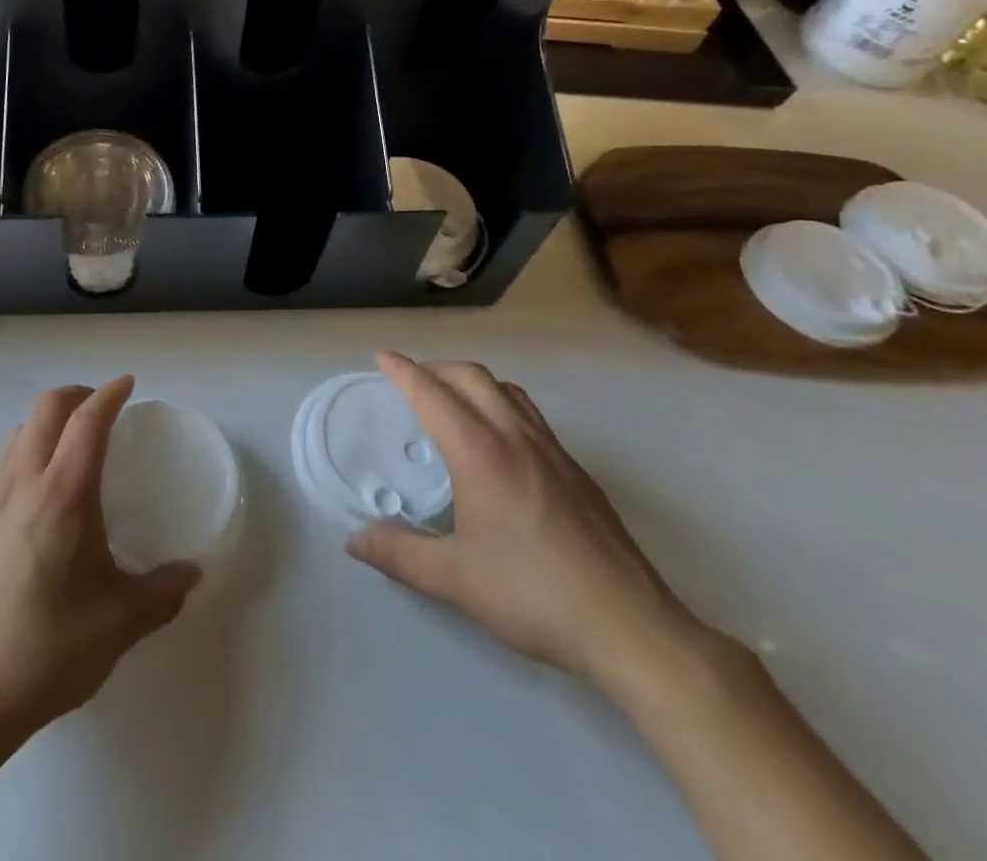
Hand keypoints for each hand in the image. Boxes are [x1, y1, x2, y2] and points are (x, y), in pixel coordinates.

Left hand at [0, 376, 200, 741]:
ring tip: (71, 440)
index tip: (128, 385)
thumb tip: (193, 574)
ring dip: (47, 419)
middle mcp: (24, 482)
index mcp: (64, 494)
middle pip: (46, 408)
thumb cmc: (49, 650)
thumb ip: (162, 592)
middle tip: (102, 407)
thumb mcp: (119, 623)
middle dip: (77, 394)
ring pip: (19, 430)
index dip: (109, 394)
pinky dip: (22, 448)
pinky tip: (33, 480)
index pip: (87, 421)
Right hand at [347, 351, 711, 695]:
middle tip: (410, 379)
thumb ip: (399, 555)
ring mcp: (553, 450)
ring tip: (452, 400)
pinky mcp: (577, 471)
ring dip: (472, 381)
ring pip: (507, 390)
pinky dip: (502, 404)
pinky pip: (530, 414)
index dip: (403, 371)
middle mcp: (515, 437)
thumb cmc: (533, 595)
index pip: (432, 394)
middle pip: (471, 376)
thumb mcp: (455, 579)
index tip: (382, 358)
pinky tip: (499, 442)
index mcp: (480, 453)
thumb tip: (355, 541)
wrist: (631, 628)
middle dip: (435, 368)